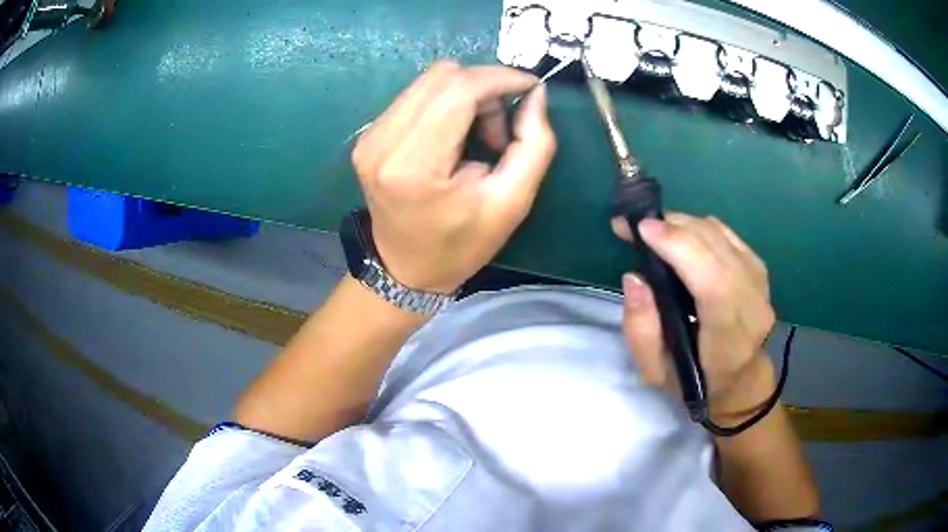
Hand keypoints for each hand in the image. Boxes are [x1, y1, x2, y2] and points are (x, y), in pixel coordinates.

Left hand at [351, 61, 556, 293]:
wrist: (406, 269)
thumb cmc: (461, 244)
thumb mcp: (512, 203)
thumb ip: (534, 145)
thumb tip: (535, 94)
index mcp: (413, 165)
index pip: (458, 89)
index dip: (500, 77)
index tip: (531, 87)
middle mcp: (382, 141)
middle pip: (443, 76)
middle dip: (485, 88)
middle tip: (502, 128)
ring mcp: (369, 136)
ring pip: (429, 81)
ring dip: (466, 95)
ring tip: (479, 135)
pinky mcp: (368, 135)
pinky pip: (416, 95)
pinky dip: (446, 103)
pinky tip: (455, 134)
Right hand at [614, 214, 776, 418]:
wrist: (742, 379)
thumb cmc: (696, 381)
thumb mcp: (656, 372)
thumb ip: (641, 328)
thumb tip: (635, 277)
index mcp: (728, 334)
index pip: (712, 280)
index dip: (679, 247)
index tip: (642, 230)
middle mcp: (751, 300)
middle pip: (715, 245)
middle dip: (672, 226)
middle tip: (634, 227)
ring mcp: (758, 279)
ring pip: (719, 232)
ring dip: (683, 224)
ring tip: (655, 232)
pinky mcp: (758, 267)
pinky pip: (726, 233)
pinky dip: (699, 228)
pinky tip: (682, 238)